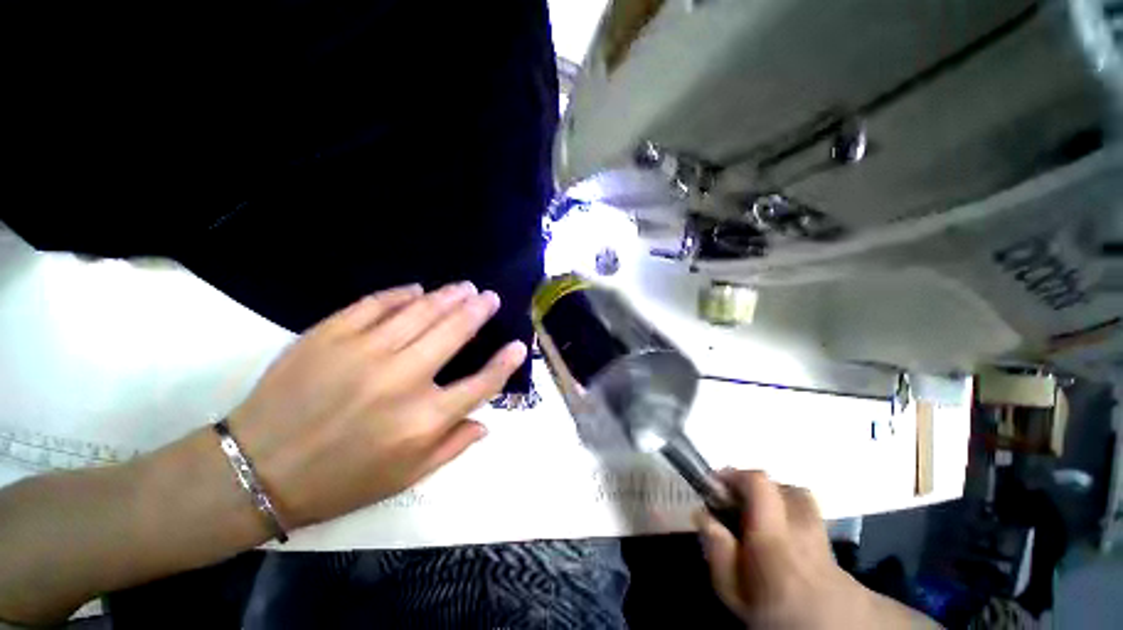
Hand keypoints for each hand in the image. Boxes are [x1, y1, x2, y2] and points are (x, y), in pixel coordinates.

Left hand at [229, 282, 526, 528]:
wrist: (256, 471)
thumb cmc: (339, 482)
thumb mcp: (406, 477)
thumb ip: (453, 447)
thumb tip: (487, 422)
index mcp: (423, 420)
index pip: (482, 383)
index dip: (506, 363)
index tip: (519, 346)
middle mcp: (402, 380)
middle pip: (454, 333)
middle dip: (479, 311)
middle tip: (490, 297)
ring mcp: (363, 353)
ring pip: (421, 311)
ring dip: (449, 296)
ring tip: (465, 288)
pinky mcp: (329, 336)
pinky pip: (375, 304)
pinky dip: (400, 294)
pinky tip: (416, 289)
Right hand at [696, 471, 937, 628]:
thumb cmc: (769, 625)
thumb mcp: (732, 594)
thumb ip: (718, 552)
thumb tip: (704, 515)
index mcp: (777, 542)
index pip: (761, 484)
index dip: (737, 475)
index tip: (717, 484)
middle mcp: (812, 542)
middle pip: (794, 494)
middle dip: (767, 491)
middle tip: (745, 508)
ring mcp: (841, 562)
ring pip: (814, 524)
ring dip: (789, 519)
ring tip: (771, 541)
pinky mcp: (859, 582)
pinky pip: (828, 552)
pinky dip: (808, 552)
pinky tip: (798, 576)